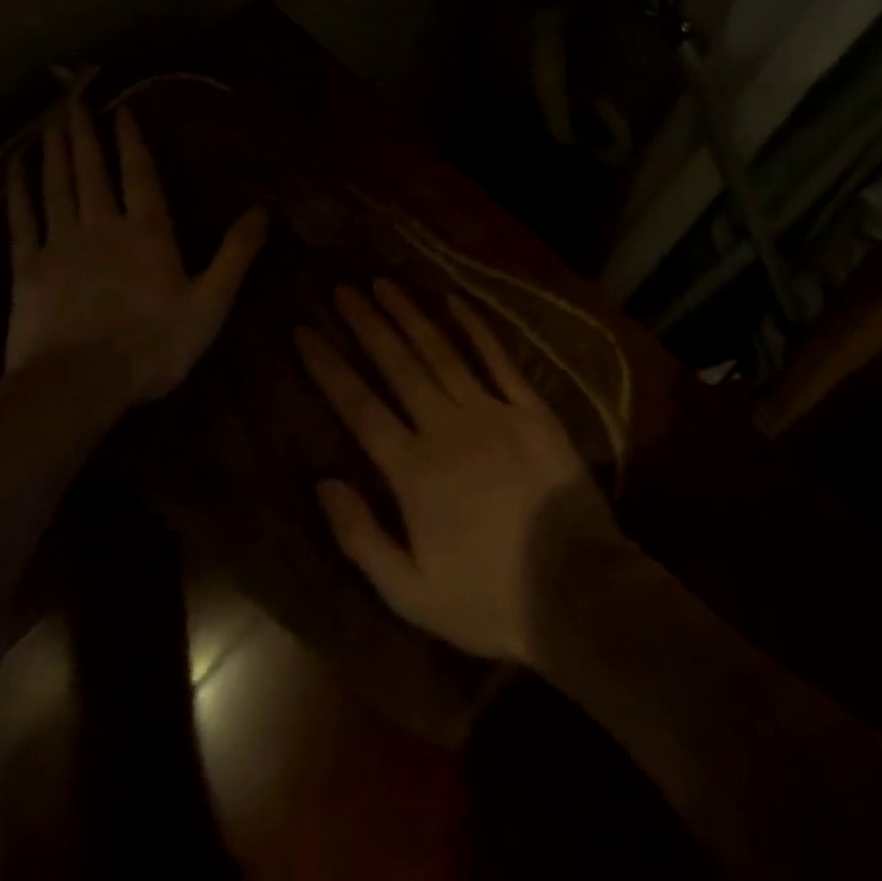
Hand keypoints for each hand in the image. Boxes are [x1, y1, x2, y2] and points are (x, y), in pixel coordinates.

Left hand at [6, 98, 267, 401]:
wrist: (78, 384)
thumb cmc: (153, 345)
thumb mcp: (210, 303)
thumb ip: (236, 254)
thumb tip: (263, 210)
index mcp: (148, 233)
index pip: (140, 175)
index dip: (132, 141)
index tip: (122, 111)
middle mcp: (102, 226)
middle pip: (93, 171)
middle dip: (86, 133)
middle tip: (74, 99)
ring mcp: (61, 245)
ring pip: (58, 186)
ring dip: (56, 152)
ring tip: (52, 121)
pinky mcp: (27, 268)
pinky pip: (22, 220)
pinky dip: (19, 191)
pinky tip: (15, 169)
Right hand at [295, 279, 613, 662]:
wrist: (577, 589)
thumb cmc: (488, 599)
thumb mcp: (410, 593)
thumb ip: (361, 537)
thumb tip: (322, 482)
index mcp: (414, 470)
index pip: (360, 406)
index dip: (329, 367)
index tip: (304, 331)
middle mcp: (447, 427)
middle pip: (398, 365)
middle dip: (366, 324)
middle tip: (342, 289)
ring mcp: (492, 411)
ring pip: (442, 352)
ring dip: (410, 315)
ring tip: (384, 283)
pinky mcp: (531, 408)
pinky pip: (498, 358)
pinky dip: (475, 327)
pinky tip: (454, 299)